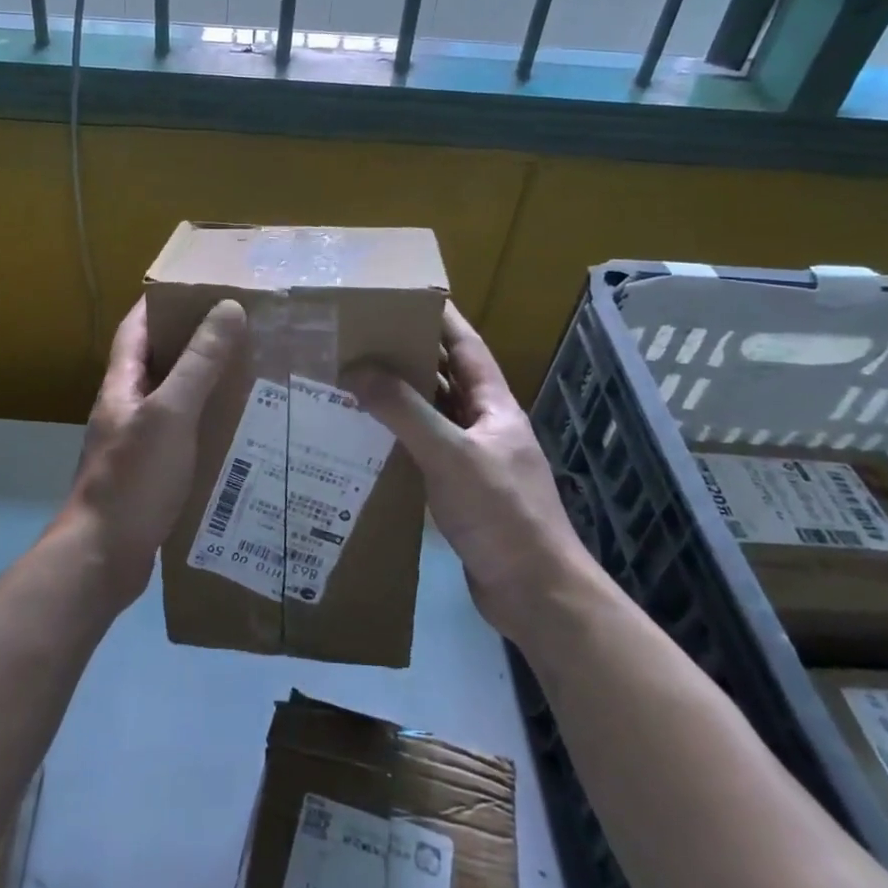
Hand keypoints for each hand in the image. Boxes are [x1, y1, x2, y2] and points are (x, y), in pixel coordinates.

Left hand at [63, 296, 247, 603]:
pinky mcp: (151, 474)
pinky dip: (207, 425)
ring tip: (250, 374)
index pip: (137, 327)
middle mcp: (126, 408)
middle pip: (158, 361)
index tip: (202, 286)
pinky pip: (183, 436)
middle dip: (195, 342)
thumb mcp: (170, 415)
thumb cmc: (133, 479)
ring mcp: (137, 443)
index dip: (163, 302)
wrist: (102, 558)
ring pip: (174, 400)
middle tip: (242, 330)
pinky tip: (238, 431)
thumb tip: (227, 309)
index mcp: (122, 385)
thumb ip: (198, 364)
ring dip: (205, 385)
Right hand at [345, 303, 592, 641]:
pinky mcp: (459, 493)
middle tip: (362, 340)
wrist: (534, 592)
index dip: (441, 318)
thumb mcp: (451, 455)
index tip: (404, 295)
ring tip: (353, 382)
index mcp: (494, 407)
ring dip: (399, 401)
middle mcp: (485, 426)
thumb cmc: (501, 512)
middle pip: (445, 380)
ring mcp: (473, 461)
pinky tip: (365, 441)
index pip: (466, 348)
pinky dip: (396, 441)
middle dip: (409, 357)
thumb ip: (405, 412)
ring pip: (431, 417)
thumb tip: (358, 369)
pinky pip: (423, 453)